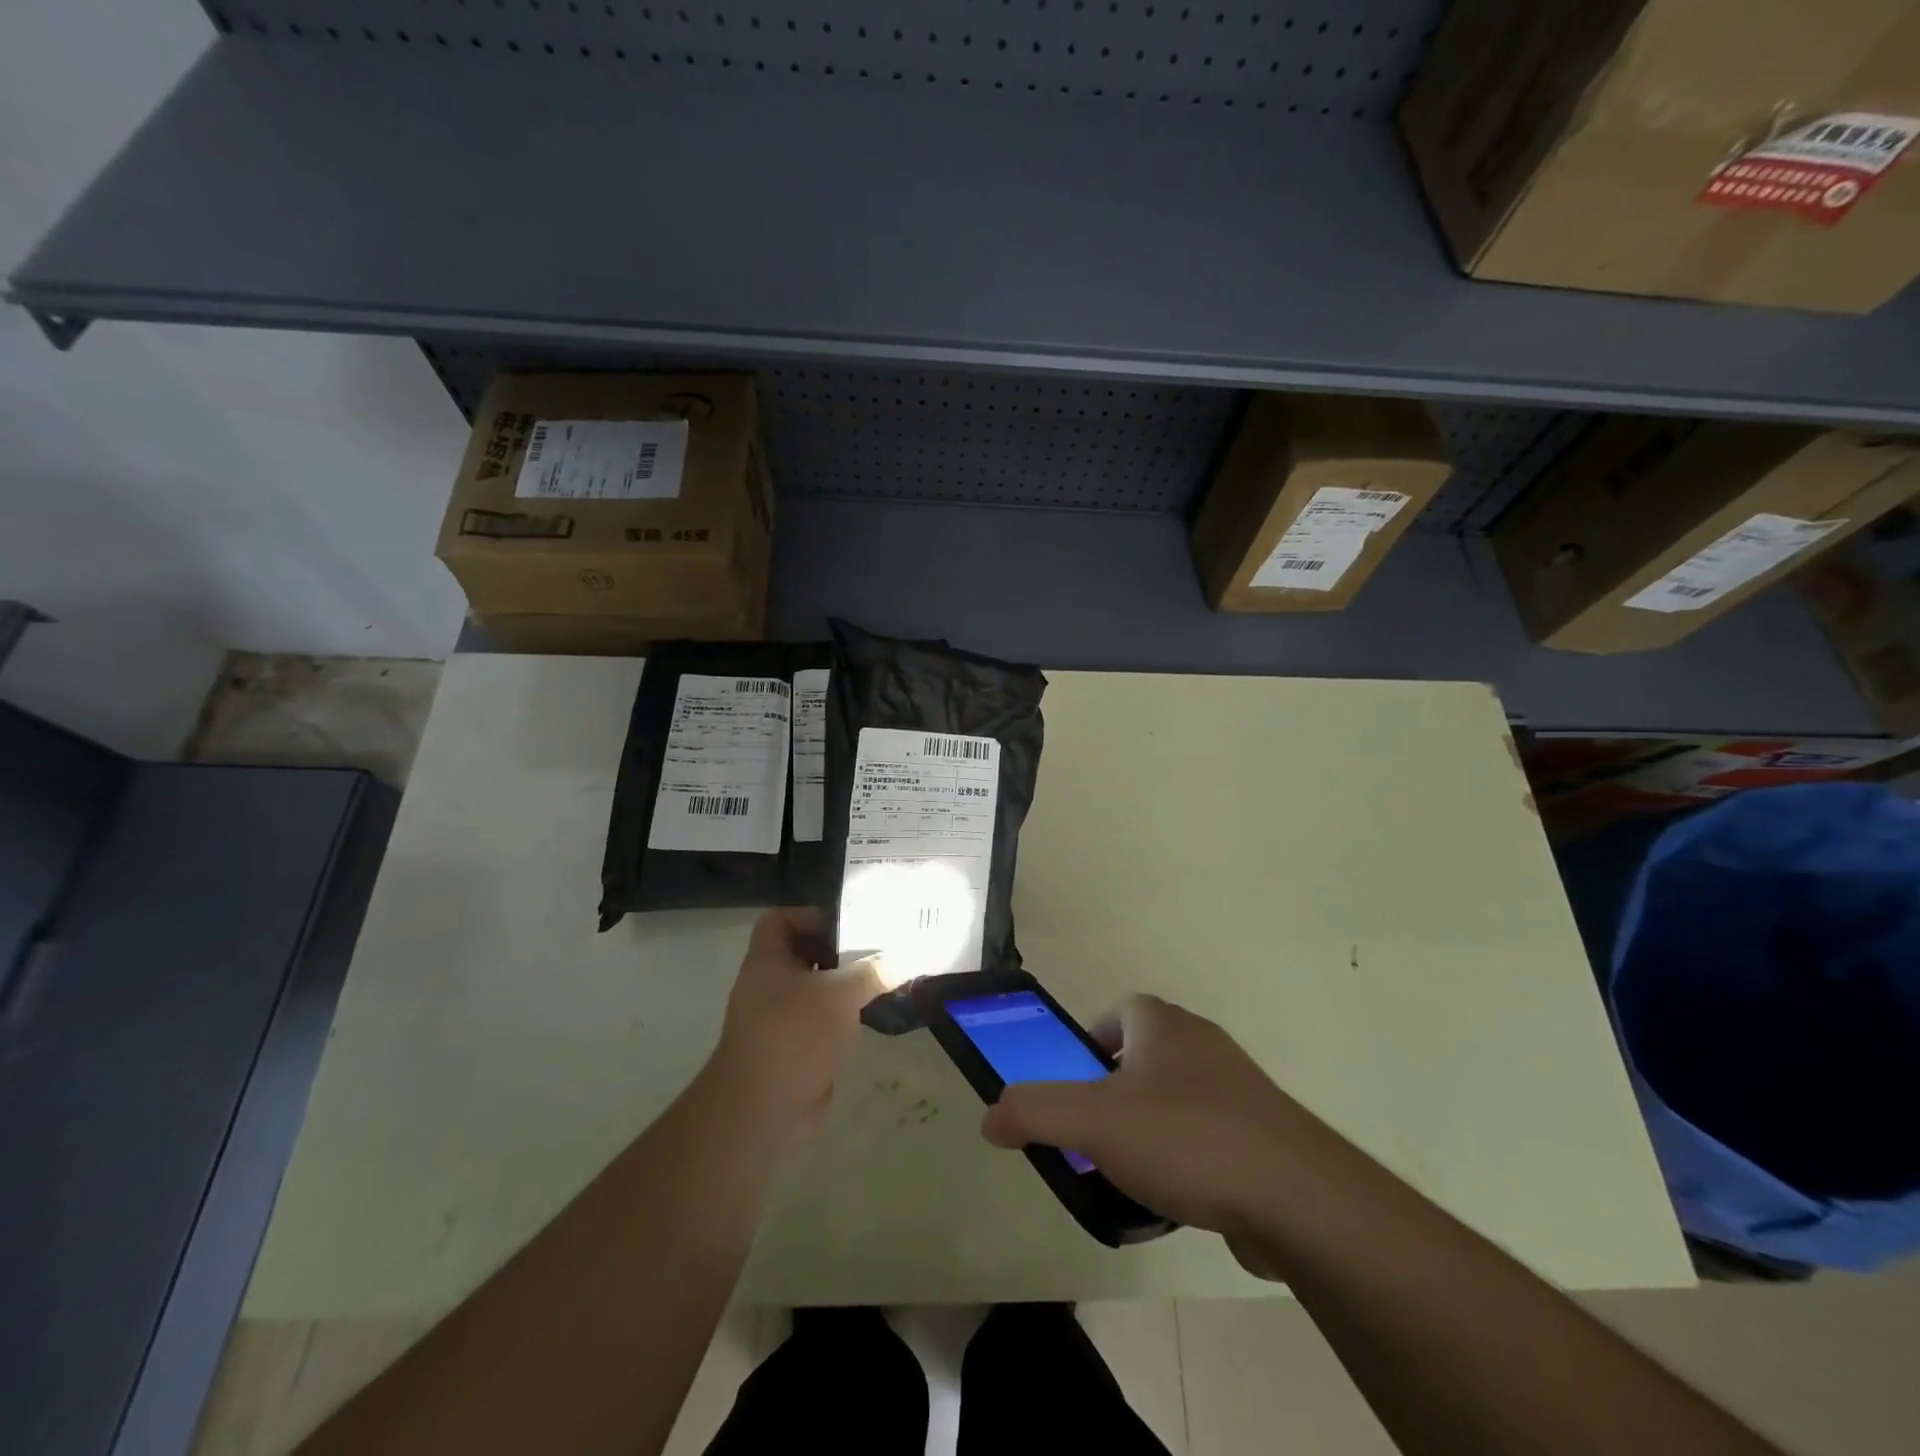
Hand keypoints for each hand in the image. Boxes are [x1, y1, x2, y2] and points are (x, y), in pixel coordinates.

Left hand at [706, 908, 880, 1137]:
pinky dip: (846, 1019)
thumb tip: (906, 957)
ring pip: (818, 991)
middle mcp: (770, 986)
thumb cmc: (794, 1034)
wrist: (762, 1110)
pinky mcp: (797, 1051)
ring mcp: (781, 1020)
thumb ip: (873, 972)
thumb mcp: (839, 994)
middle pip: (805, 955)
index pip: (781, 920)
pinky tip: (876, 1016)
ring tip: (885, 979)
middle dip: (840, 952)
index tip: (848, 925)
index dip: (811, 916)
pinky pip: (824, 1023)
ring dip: (847, 987)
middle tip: (879, 949)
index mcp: (768, 961)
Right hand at [980, 995, 1337, 1271]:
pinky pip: (1210, 1135)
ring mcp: (1239, 1088)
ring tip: (1130, 1171)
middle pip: (1144, 1055)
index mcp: (1162, 1024)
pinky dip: (1188, 1157)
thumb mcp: (1093, 1121)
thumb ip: (1034, 1111)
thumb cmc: (1185, 1138)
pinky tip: (1179, 1197)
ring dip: (1150, 1125)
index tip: (1075, 1084)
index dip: (1089, 1041)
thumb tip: (991, 1117)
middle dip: (1115, 1089)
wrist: (1296, 1196)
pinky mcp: (1264, 1133)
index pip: (1117, 1012)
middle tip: (1094, 1133)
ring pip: (1177, 1097)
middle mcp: (1201, 1043)